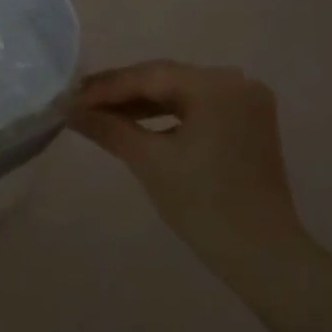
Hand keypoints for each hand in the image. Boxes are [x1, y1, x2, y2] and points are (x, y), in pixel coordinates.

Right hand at [69, 61, 311, 283]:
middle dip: (121, 92)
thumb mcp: (149, 161)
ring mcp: (246, 102)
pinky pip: (197, 107)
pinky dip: (167, 115)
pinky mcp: (248, 122)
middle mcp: (236, 82)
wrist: (262, 255)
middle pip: (165, 79)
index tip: (69, 98)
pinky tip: (137, 123)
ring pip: (180, 92)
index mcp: (216, 86)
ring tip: (101, 114)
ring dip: (141, 103)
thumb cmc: (203, 205)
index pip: (148, 76)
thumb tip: (69, 109)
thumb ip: (108, 127)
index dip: (105, 87)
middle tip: (80, 103)